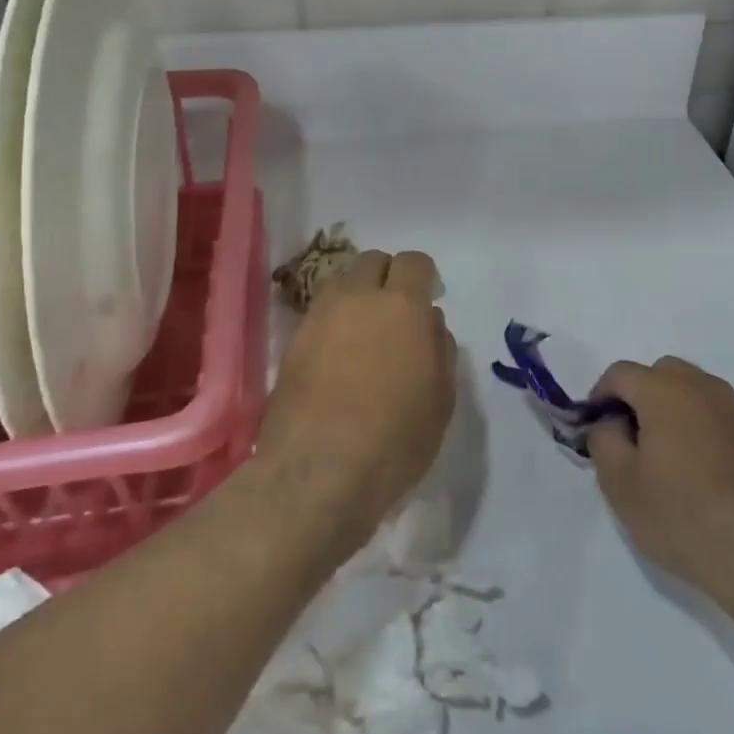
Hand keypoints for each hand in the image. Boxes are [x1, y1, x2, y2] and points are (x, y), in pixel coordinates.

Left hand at [258, 250, 456, 559]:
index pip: (414, 262)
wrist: (318, 471)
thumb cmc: (395, 437)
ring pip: (341, 282)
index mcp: (402, 305)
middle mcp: (358, 298)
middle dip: (388, 277)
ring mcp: (319, 317)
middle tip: (396, 312)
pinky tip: (339, 355)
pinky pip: (319, 313)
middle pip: (372, 261)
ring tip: (365, 331)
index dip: (424, 276)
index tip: (429, 299)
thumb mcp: (441, 399)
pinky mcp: (292, 342)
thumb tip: (430, 323)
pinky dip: (333, 321)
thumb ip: (440, 349)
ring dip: (357, 295)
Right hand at [587, 356, 733, 595]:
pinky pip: (713, 413)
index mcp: (664, 389)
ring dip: (669, 408)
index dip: (600, 397)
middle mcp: (701, 386)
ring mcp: (733, 408)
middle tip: (628, 439)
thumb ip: (603, 438)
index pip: (620, 373)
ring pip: (690, 390)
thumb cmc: (680, 513)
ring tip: (662, 455)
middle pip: (659, 373)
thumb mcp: (619, 482)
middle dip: (638, 396)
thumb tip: (610, 421)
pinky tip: (694, 469)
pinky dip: (696, 425)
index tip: (595, 430)